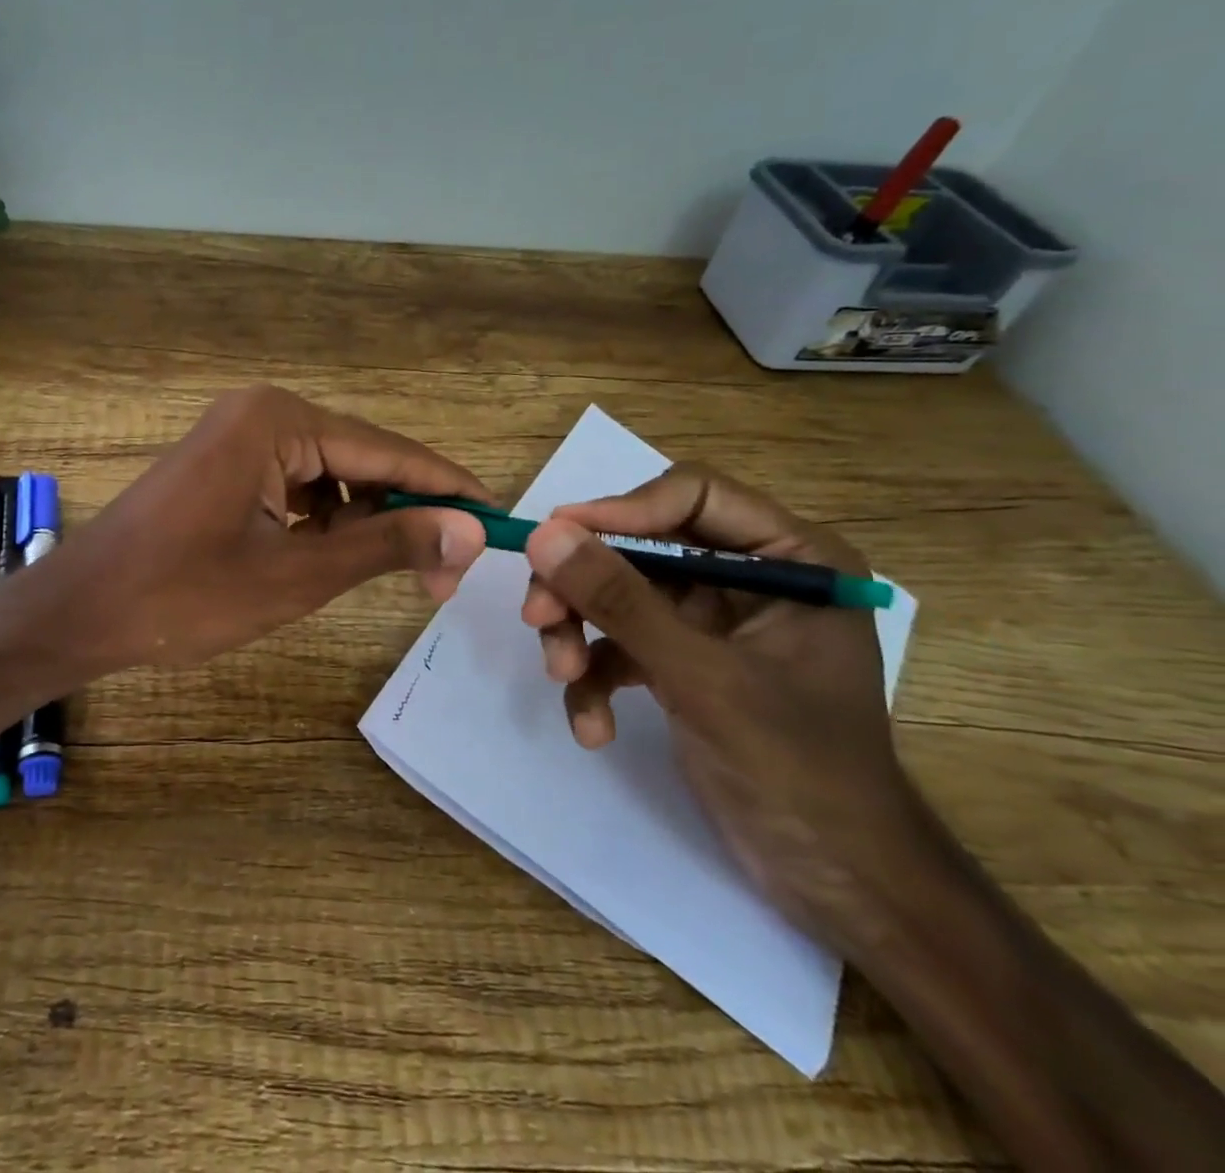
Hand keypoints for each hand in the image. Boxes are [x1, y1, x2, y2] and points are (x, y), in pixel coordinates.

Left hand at [43, 386, 487, 673]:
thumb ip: (386, 544)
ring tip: (399, 575)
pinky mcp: (225, 466)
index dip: (447, 487)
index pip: (388, 450)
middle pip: (361, 459)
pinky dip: (325, 521)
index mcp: (278, 420)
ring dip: (367, 521)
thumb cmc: (182, 595)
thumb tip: (469, 529)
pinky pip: (296, 486)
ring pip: (331, 476)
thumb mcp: (296, 574)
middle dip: (405, 513)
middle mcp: (262, 413)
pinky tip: (336, 558)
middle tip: (443, 578)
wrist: (80, 612)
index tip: (498, 522)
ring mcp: (239, 437)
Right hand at [520, 465, 920, 941]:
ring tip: (562, 679)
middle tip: (538, 619)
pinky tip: (592, 726)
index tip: (555, 540)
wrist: (836, 881)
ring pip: (618, 595)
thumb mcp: (701, 677)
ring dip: (580, 636)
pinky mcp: (682, 661)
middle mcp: (747, 577)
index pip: (691, 494)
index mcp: (789, 558)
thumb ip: (620, 601)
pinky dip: (597, 679)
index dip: (621, 511)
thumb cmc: (797, 769)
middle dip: (584, 588)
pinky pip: (620, 646)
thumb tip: (543, 534)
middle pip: (638, 548)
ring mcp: (711, 621)